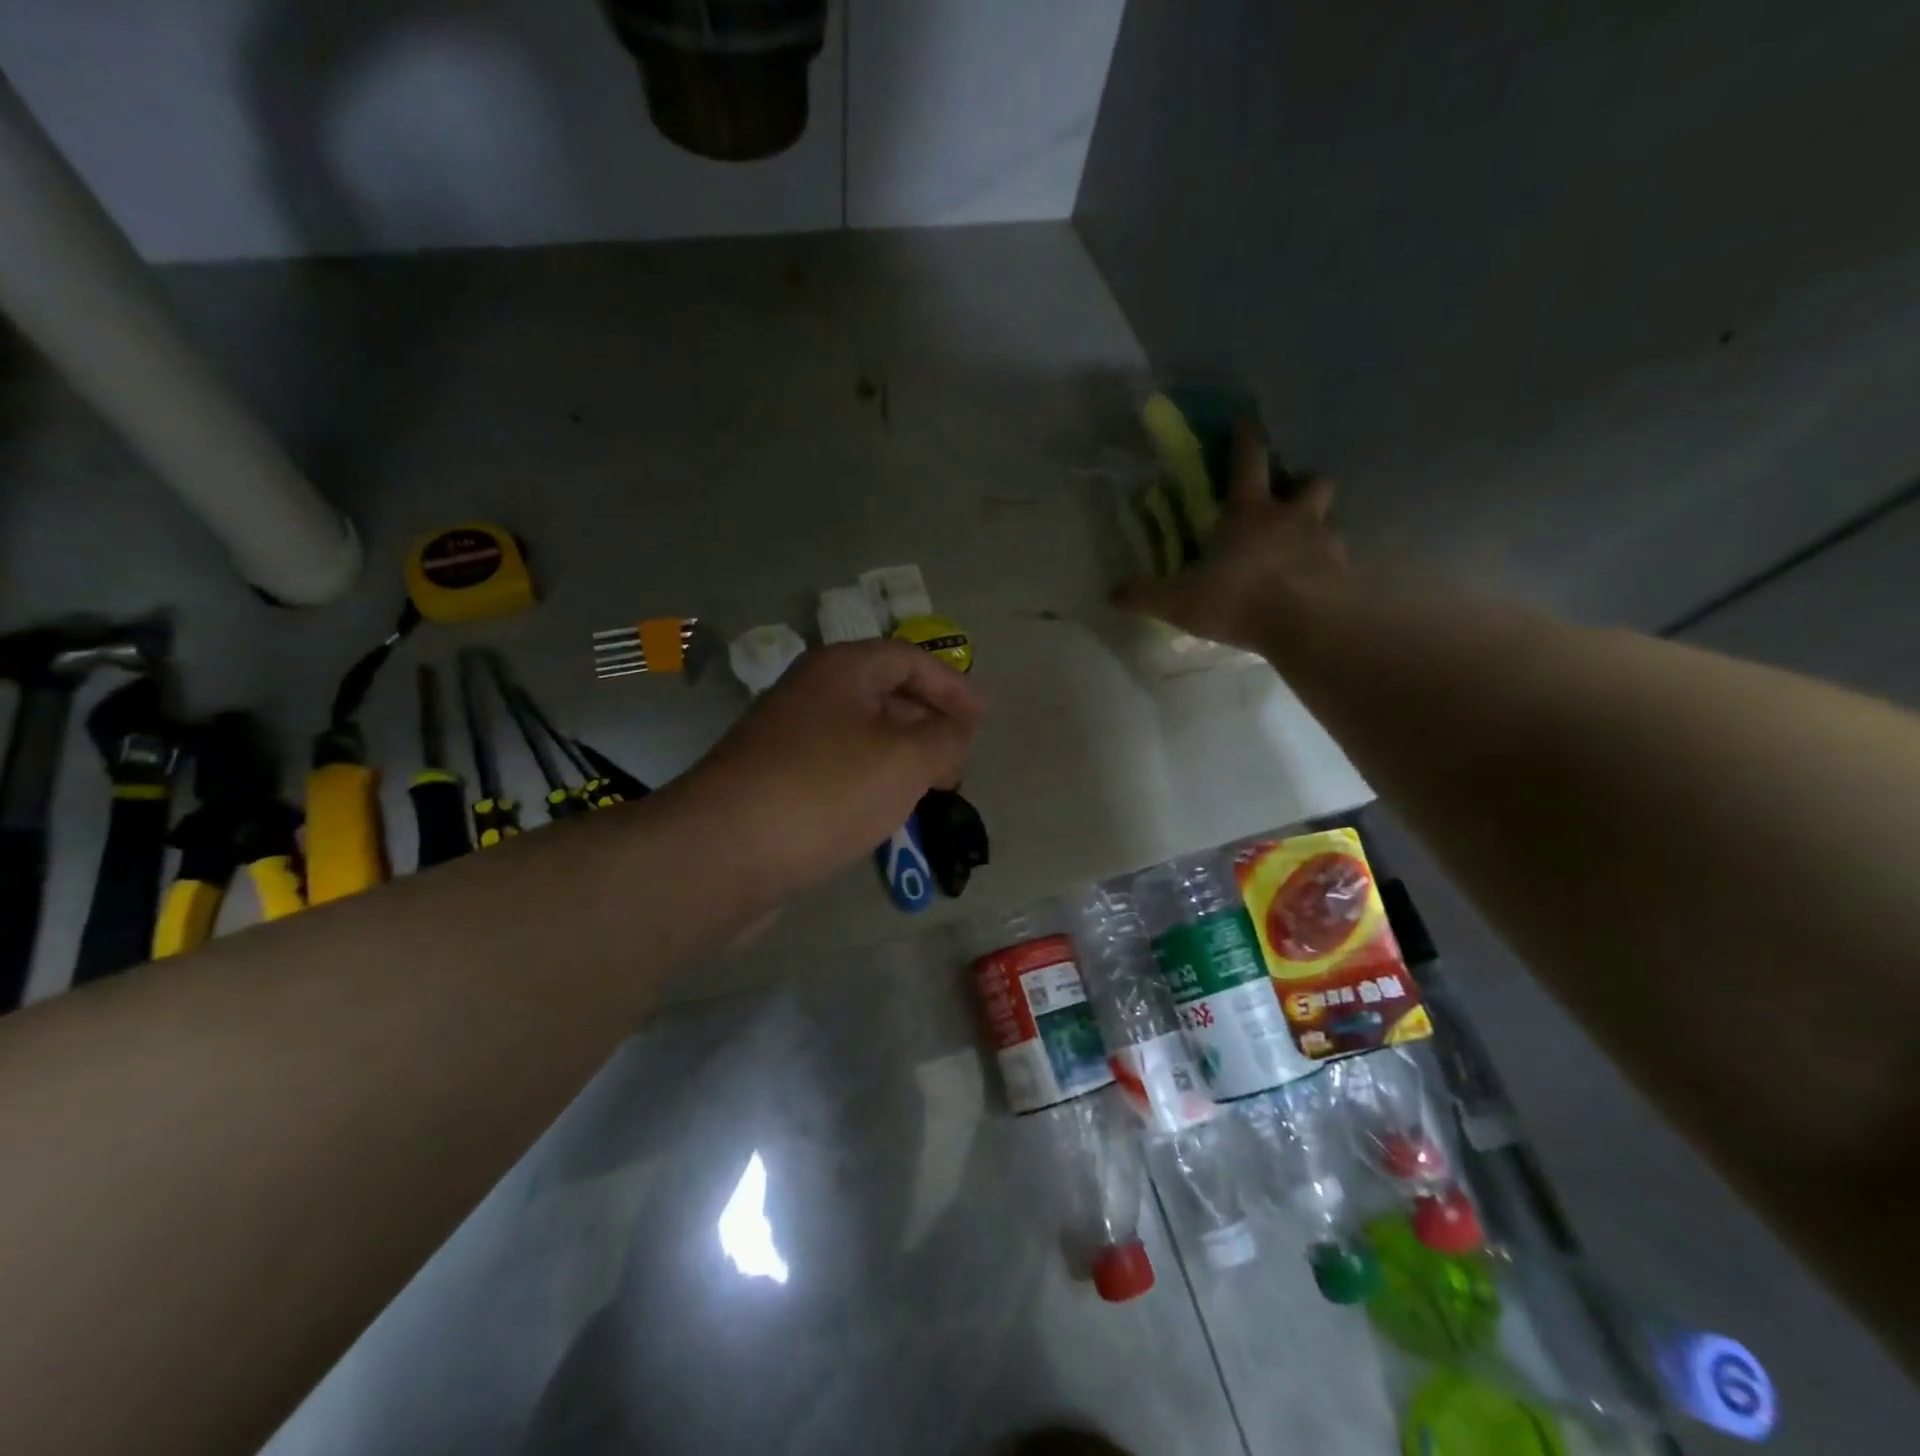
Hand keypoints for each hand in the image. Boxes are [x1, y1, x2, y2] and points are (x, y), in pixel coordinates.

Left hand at [684, 640, 985, 897]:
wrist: (721, 852)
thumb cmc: (825, 791)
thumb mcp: (904, 760)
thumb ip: (945, 738)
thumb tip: (959, 729)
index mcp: (840, 670)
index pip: (908, 659)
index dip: (952, 685)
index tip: (982, 720)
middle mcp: (810, 693)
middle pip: (884, 693)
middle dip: (929, 723)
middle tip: (960, 759)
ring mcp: (786, 738)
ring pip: (860, 734)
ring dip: (901, 755)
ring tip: (932, 788)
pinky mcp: (774, 780)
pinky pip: (837, 767)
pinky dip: (870, 779)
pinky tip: (884, 811)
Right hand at [1115, 420, 1346, 653]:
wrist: (1308, 625)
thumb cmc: (1239, 599)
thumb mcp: (1179, 601)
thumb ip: (1145, 595)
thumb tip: (1111, 593)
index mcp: (1250, 513)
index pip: (1249, 462)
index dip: (1246, 439)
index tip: (1246, 421)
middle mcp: (1292, 518)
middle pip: (1310, 480)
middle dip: (1301, 482)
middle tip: (1290, 497)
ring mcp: (1326, 543)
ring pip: (1329, 519)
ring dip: (1317, 526)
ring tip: (1301, 549)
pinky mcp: (1346, 573)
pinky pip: (1338, 560)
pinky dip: (1328, 567)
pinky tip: (1314, 586)